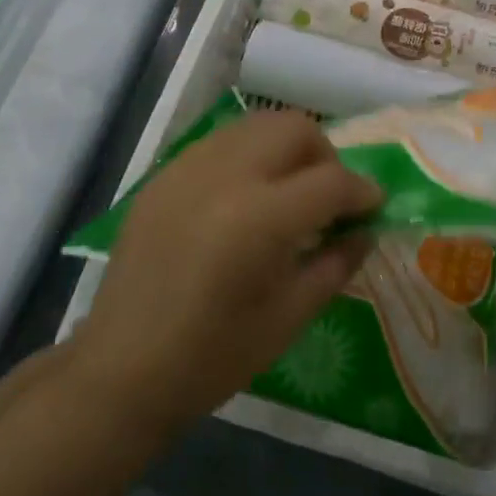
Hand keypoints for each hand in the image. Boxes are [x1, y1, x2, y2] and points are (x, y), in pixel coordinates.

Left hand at [71, 110, 382, 438]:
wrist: (121, 370)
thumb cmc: (213, 357)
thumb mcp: (289, 317)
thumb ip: (335, 264)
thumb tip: (366, 231)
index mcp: (260, 218)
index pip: (332, 180)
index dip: (363, 192)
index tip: (373, 207)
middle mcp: (225, 176)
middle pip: (294, 129)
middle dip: (325, 156)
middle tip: (329, 198)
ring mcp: (188, 168)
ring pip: (255, 125)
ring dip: (285, 149)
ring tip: (287, 192)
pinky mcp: (163, 175)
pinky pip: (220, 144)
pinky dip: (247, 157)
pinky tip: (244, 199)